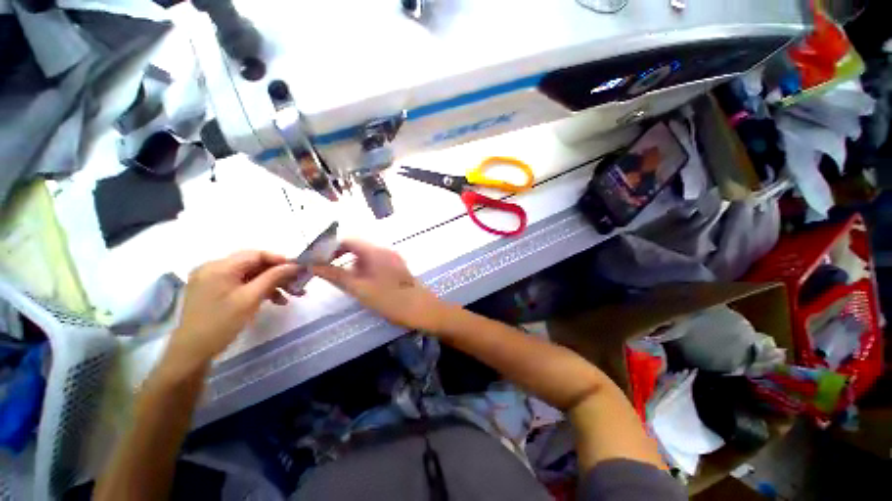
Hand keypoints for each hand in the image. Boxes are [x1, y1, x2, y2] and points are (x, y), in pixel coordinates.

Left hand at [165, 251, 299, 374]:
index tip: (299, 268)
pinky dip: (258, 289)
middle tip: (298, 283)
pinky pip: (241, 283)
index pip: (256, 254)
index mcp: (219, 267)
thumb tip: (294, 265)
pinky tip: (274, 300)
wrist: (192, 352)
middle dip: (278, 273)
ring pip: (250, 274)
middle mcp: (213, 267)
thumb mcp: (250, 299)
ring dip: (271, 283)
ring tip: (290, 295)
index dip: (280, 259)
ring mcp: (212, 279)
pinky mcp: (213, 290)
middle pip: (253, 264)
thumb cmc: (221, 323)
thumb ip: (273, 278)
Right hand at [311, 240, 444, 330]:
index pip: (348, 240)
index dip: (330, 248)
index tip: (318, 262)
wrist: (424, 310)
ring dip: (352, 266)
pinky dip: (364, 270)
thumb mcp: (360, 289)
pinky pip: (376, 263)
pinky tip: (363, 285)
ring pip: (366, 257)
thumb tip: (312, 265)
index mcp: (376, 251)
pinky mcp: (397, 267)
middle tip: (328, 274)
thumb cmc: (391, 300)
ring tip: (346, 283)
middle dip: (340, 258)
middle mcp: (385, 250)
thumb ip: (336, 275)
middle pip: (357, 247)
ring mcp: (393, 258)